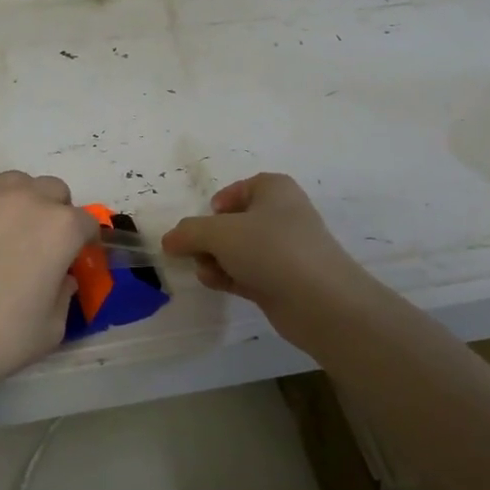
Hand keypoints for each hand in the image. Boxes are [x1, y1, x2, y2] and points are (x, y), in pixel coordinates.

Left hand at [0, 123, 98, 390]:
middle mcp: (26, 201)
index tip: (74, 262)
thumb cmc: (0, 338)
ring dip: (20, 196)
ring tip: (9, 223)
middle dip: (54, 213)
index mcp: (61, 229)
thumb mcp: (52, 328)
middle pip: (52, 191)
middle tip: (39, 247)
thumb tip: (60, 277)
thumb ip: (64, 295)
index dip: (83, 244)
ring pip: (13, 180)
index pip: (85, 224)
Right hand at [161, 173, 373, 349]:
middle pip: (234, 222)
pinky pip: (246, 272)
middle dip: (209, 238)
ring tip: (205, 271)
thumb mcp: (219, 233)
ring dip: (215, 259)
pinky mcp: (282, 281)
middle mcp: (281, 215)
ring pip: (238, 250)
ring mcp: (283, 251)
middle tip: (193, 251)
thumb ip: (189, 232)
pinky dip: (228, 276)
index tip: (203, 221)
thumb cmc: (270, 249)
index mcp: (274, 190)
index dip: (217, 204)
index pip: (239, 189)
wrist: (320, 300)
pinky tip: (214, 283)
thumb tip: (169, 240)